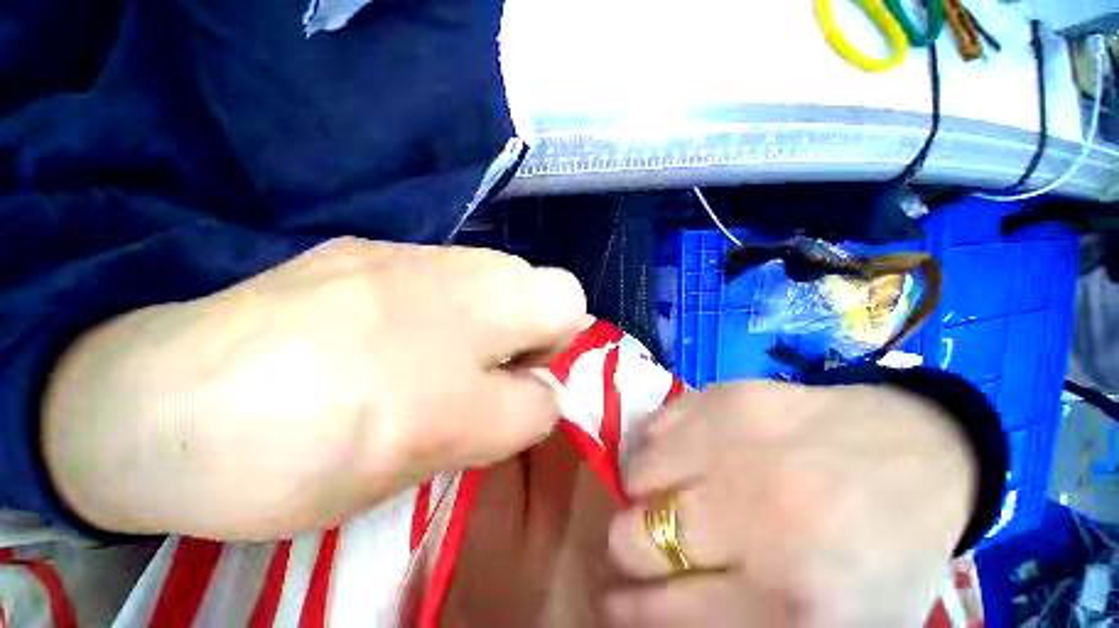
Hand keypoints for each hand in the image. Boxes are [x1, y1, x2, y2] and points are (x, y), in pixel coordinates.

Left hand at [42, 238, 585, 539]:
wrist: (156, 404)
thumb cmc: (321, 431)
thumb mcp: (451, 439)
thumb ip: (523, 411)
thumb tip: (547, 393)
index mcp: (488, 294)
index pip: (568, 296)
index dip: (557, 339)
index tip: (520, 377)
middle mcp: (457, 260)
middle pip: (531, 288)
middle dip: (521, 338)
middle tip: (475, 385)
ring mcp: (404, 255)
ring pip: (485, 291)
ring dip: (479, 334)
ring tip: (430, 377)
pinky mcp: (359, 262)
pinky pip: (435, 291)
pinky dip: (434, 324)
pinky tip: (384, 356)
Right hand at [604, 381, 975, 626]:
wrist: (919, 449)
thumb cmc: (884, 547)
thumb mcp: (839, 625)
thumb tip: (662, 607)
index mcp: (791, 597)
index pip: (665, 613)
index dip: (627, 610)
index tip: (612, 602)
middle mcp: (752, 516)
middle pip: (636, 539)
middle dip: (628, 548)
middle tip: (642, 543)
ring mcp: (733, 443)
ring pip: (638, 476)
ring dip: (644, 493)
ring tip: (670, 493)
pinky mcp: (726, 396)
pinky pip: (654, 425)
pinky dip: (657, 446)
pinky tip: (682, 455)